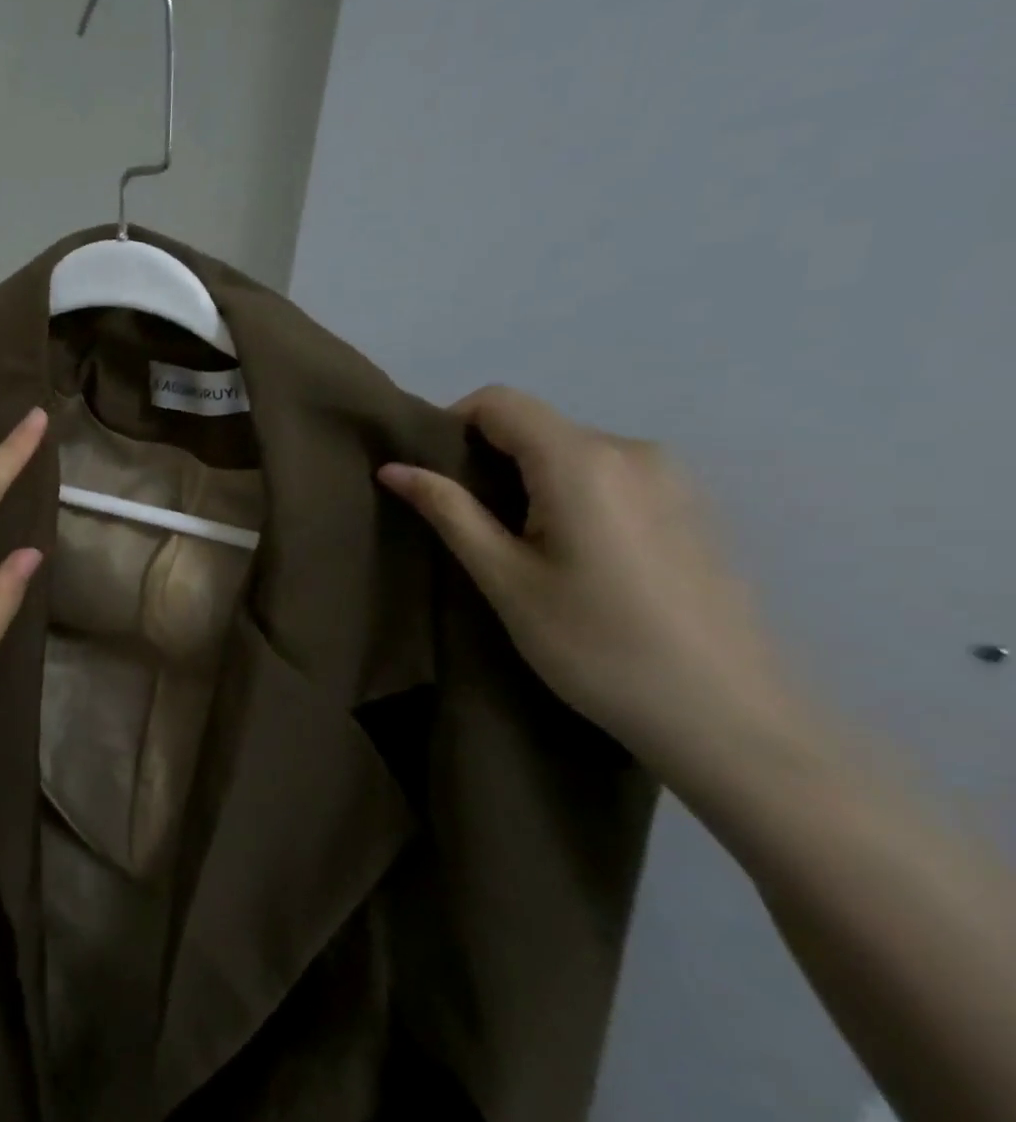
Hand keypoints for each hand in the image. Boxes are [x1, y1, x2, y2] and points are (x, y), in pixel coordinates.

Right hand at [378, 386, 808, 785]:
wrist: (728, 718)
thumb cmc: (596, 646)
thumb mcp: (505, 579)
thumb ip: (449, 511)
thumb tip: (394, 468)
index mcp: (582, 460)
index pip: (499, 402)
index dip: (452, 426)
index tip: (432, 478)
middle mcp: (633, 450)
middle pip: (537, 426)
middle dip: (489, 460)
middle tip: (470, 526)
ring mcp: (673, 477)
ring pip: (572, 453)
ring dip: (530, 481)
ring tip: (521, 549)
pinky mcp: (693, 507)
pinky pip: (610, 476)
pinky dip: (571, 496)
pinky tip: (577, 559)